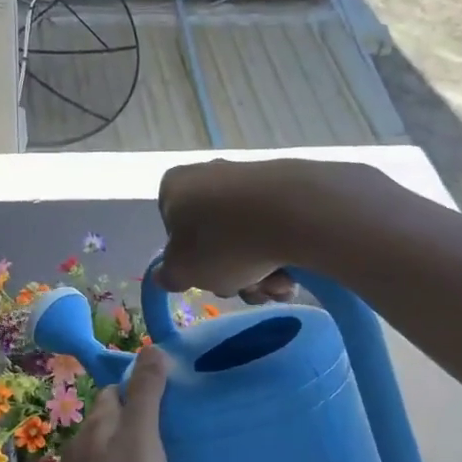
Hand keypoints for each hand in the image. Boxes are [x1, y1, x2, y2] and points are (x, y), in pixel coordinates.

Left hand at [36, 348, 170, 461]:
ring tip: (173, 460)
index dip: (142, 385)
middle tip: (181, 427)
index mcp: (100, 424)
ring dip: (137, 449)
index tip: (176, 392)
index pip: (118, 389)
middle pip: (115, 420)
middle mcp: (85, 445)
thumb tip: (152, 348)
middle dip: (141, 417)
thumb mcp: (140, 443)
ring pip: (112, 451)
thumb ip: (146, 397)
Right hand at [157, 158, 390, 301]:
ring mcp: (249, 177)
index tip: (208, 278)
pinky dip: (281, 252)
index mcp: (174, 187)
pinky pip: (275, 226)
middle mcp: (208, 174)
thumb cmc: (225, 242)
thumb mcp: (184, 271)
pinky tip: (294, 272)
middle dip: (231, 273)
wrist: (297, 212)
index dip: (190, 262)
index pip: (173, 231)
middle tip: (246, 288)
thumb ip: (169, 275)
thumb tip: (164, 275)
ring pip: (247, 237)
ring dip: (259, 272)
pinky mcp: (287, 184)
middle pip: (214, 238)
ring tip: (276, 285)